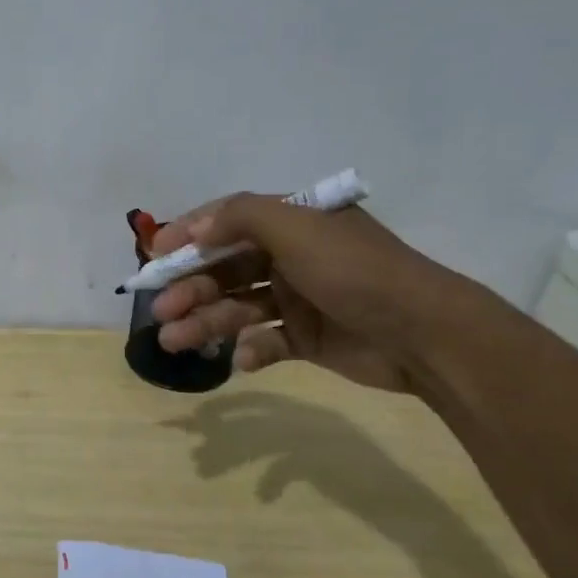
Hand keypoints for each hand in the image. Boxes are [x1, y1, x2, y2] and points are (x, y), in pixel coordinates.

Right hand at [149, 194, 469, 393]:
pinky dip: (250, 350)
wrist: (424, 334)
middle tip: (161, 311)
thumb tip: (195, 227)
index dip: (188, 237)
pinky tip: (243, 359)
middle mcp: (291, 256)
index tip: (154, 257)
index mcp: (292, 223)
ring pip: (238, 307)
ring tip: (174, 341)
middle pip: (225, 269)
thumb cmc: (355, 272)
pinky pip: (266, 341)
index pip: (227, 221)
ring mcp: (299, 299)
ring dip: (206, 322)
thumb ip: (241, 217)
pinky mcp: (307, 337)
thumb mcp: (298, 229)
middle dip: (190, 288)